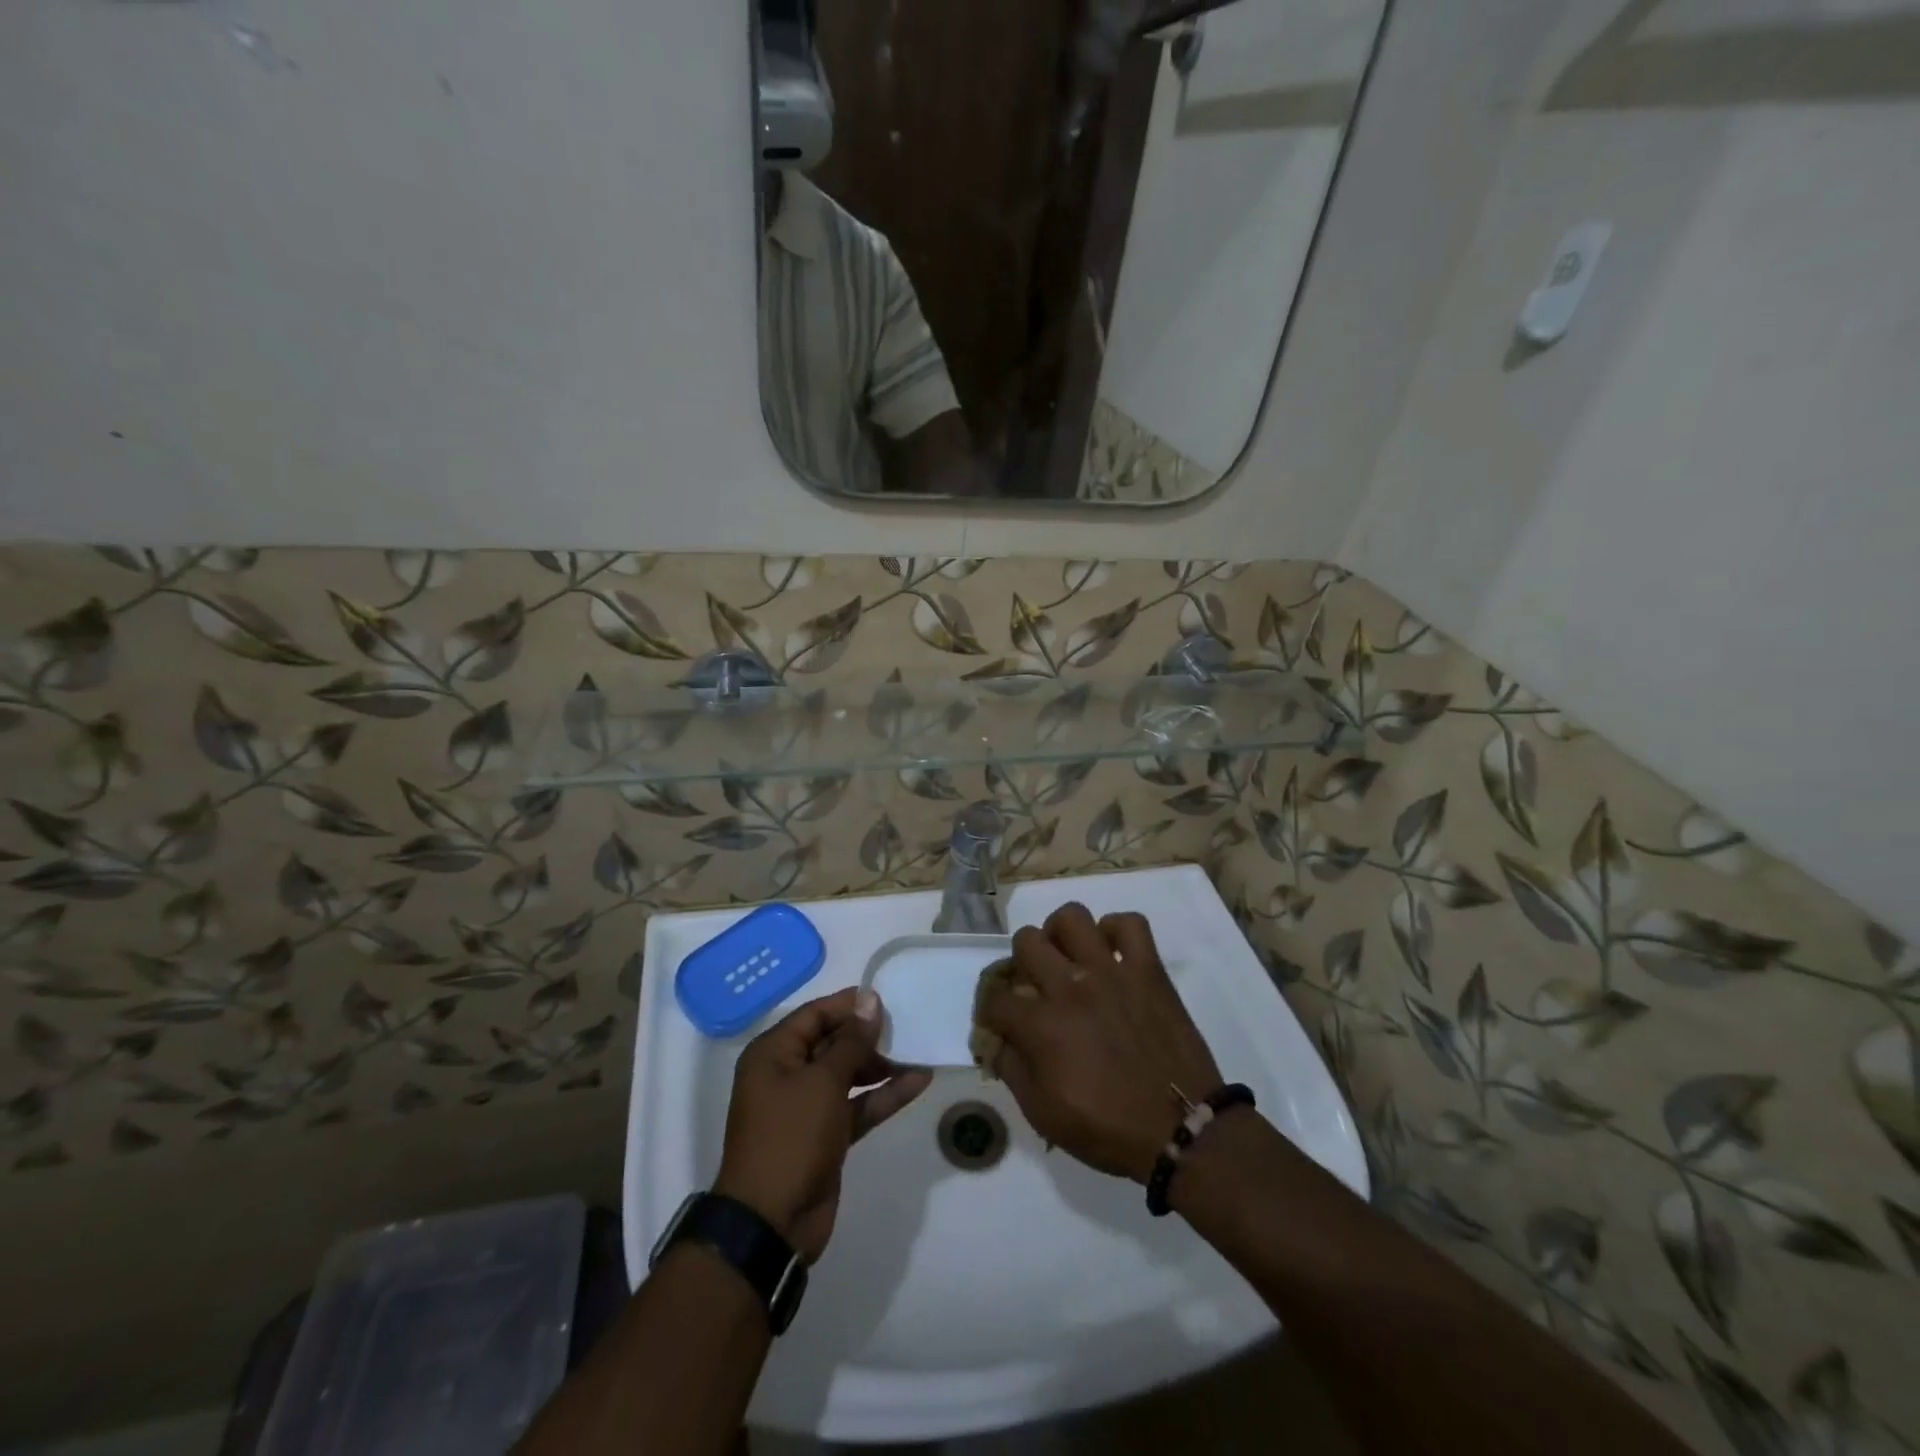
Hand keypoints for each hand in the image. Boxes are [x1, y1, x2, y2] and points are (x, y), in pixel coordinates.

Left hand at [714, 987, 932, 1261]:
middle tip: (906, 1026)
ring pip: (848, 1075)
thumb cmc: (790, 1136)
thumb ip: (851, 1041)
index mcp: (773, 1054)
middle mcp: (787, 1074)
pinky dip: (883, 1095)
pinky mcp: (826, 1135)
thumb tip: (869, 1000)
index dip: (848, 1005)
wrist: (772, 1222)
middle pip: (832, 1042)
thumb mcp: (823, 1082)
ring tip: (918, 1052)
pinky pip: (857, 1105)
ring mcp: (807, 1107)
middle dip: (868, 1036)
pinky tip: (918, 1082)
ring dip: (881, 1066)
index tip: (885, 999)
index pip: (814, 1015)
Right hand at [978, 903, 1221, 1182]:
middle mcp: (1071, 986)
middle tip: (1035, 984)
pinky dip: (1116, 931)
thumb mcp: (1043, 1115)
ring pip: (1072, 917)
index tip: (1000, 1022)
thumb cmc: (1108, 1130)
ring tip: (1068, 957)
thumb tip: (995, 1041)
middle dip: (1021, 962)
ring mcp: (1112, 972)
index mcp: (1042, 1025)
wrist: (1181, 1131)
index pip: (995, 998)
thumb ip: (1012, 1070)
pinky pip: (1130, 924)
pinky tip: (1112, 954)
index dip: (990, 1011)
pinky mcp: (1148, 969)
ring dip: (1061, 934)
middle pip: (1026, 941)